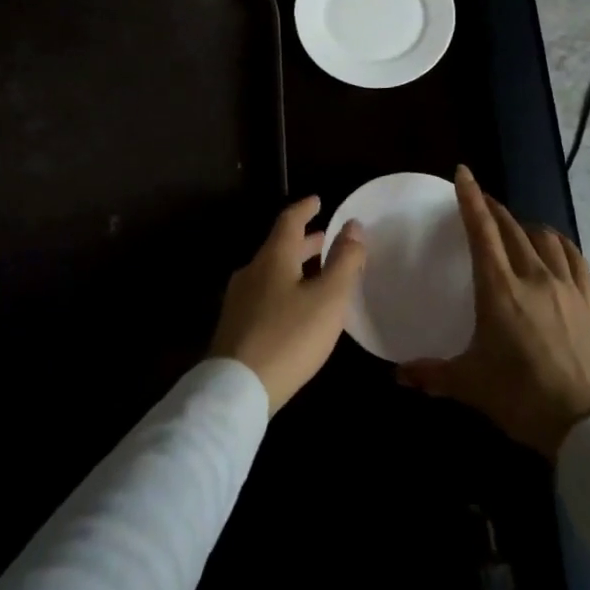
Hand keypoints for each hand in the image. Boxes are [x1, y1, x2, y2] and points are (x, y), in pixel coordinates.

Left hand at [210, 197, 366, 412]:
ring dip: (295, 266)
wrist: (236, 389)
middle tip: (325, 239)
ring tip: (316, 274)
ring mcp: (239, 300)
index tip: (318, 200)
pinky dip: (285, 288)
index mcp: (273, 258)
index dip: (305, 208)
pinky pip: (265, 294)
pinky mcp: (235, 326)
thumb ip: (344, 261)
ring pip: (271, 272)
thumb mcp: (328, 299)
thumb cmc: (288, 337)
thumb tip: (353, 225)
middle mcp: (252, 271)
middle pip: (279, 247)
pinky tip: (296, 309)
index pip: (289, 221)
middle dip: (304, 241)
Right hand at [397, 166, 589, 455]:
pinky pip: (574, 257)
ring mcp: (564, 287)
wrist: (585, 426)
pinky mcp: (587, 300)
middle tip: (479, 201)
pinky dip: (559, 243)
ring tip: (514, 226)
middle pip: (511, 228)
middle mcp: (532, 277)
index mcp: (499, 290)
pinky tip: (552, 245)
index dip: (471, 199)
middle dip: (493, 208)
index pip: (482, 231)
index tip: (463, 173)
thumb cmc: (520, 398)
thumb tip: (398, 376)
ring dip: (524, 225)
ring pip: (544, 237)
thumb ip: (432, 374)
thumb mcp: (470, 384)